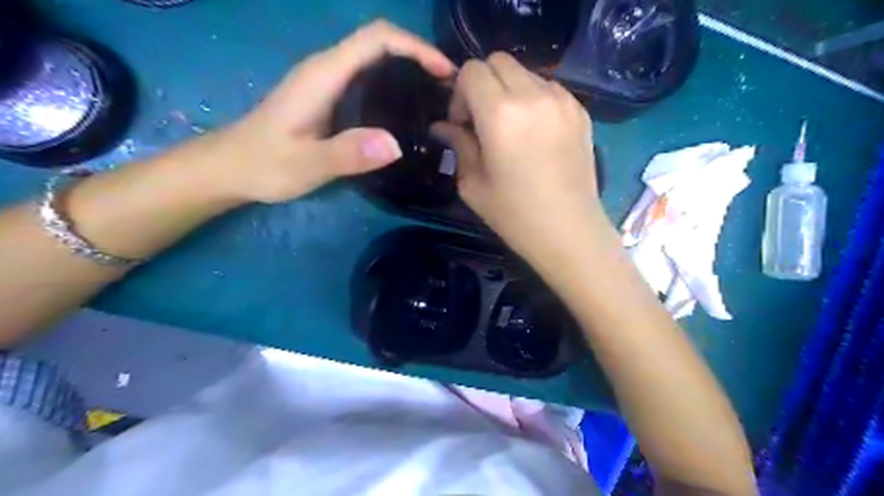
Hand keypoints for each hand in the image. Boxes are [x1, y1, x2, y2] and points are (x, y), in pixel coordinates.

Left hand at [209, 19, 451, 203]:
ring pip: (375, 58)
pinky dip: (394, 83)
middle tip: (448, 89)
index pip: (376, 38)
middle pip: (380, 42)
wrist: (231, 167)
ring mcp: (327, 81)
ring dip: (409, 68)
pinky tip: (406, 110)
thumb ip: (346, 154)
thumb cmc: (265, 164)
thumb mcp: (306, 164)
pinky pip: (368, 77)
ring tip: (436, 98)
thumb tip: (396, 145)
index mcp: (324, 74)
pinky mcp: (328, 96)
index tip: (444, 72)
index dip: (415, 47)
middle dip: (419, 55)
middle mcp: (327, 68)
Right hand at [431, 52, 607, 263]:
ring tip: (511, 129)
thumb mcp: (472, 184)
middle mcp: (534, 95)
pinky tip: (535, 133)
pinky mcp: (580, 111)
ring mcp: (562, 100)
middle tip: (482, 122)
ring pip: (525, 73)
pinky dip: (533, 99)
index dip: (459, 93)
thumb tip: (442, 126)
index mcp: (501, 114)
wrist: (569, 232)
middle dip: (482, 85)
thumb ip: (457, 144)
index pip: (471, 71)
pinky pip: (548, 88)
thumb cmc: (514, 215)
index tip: (462, 124)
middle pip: (498, 61)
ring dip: (509, 91)